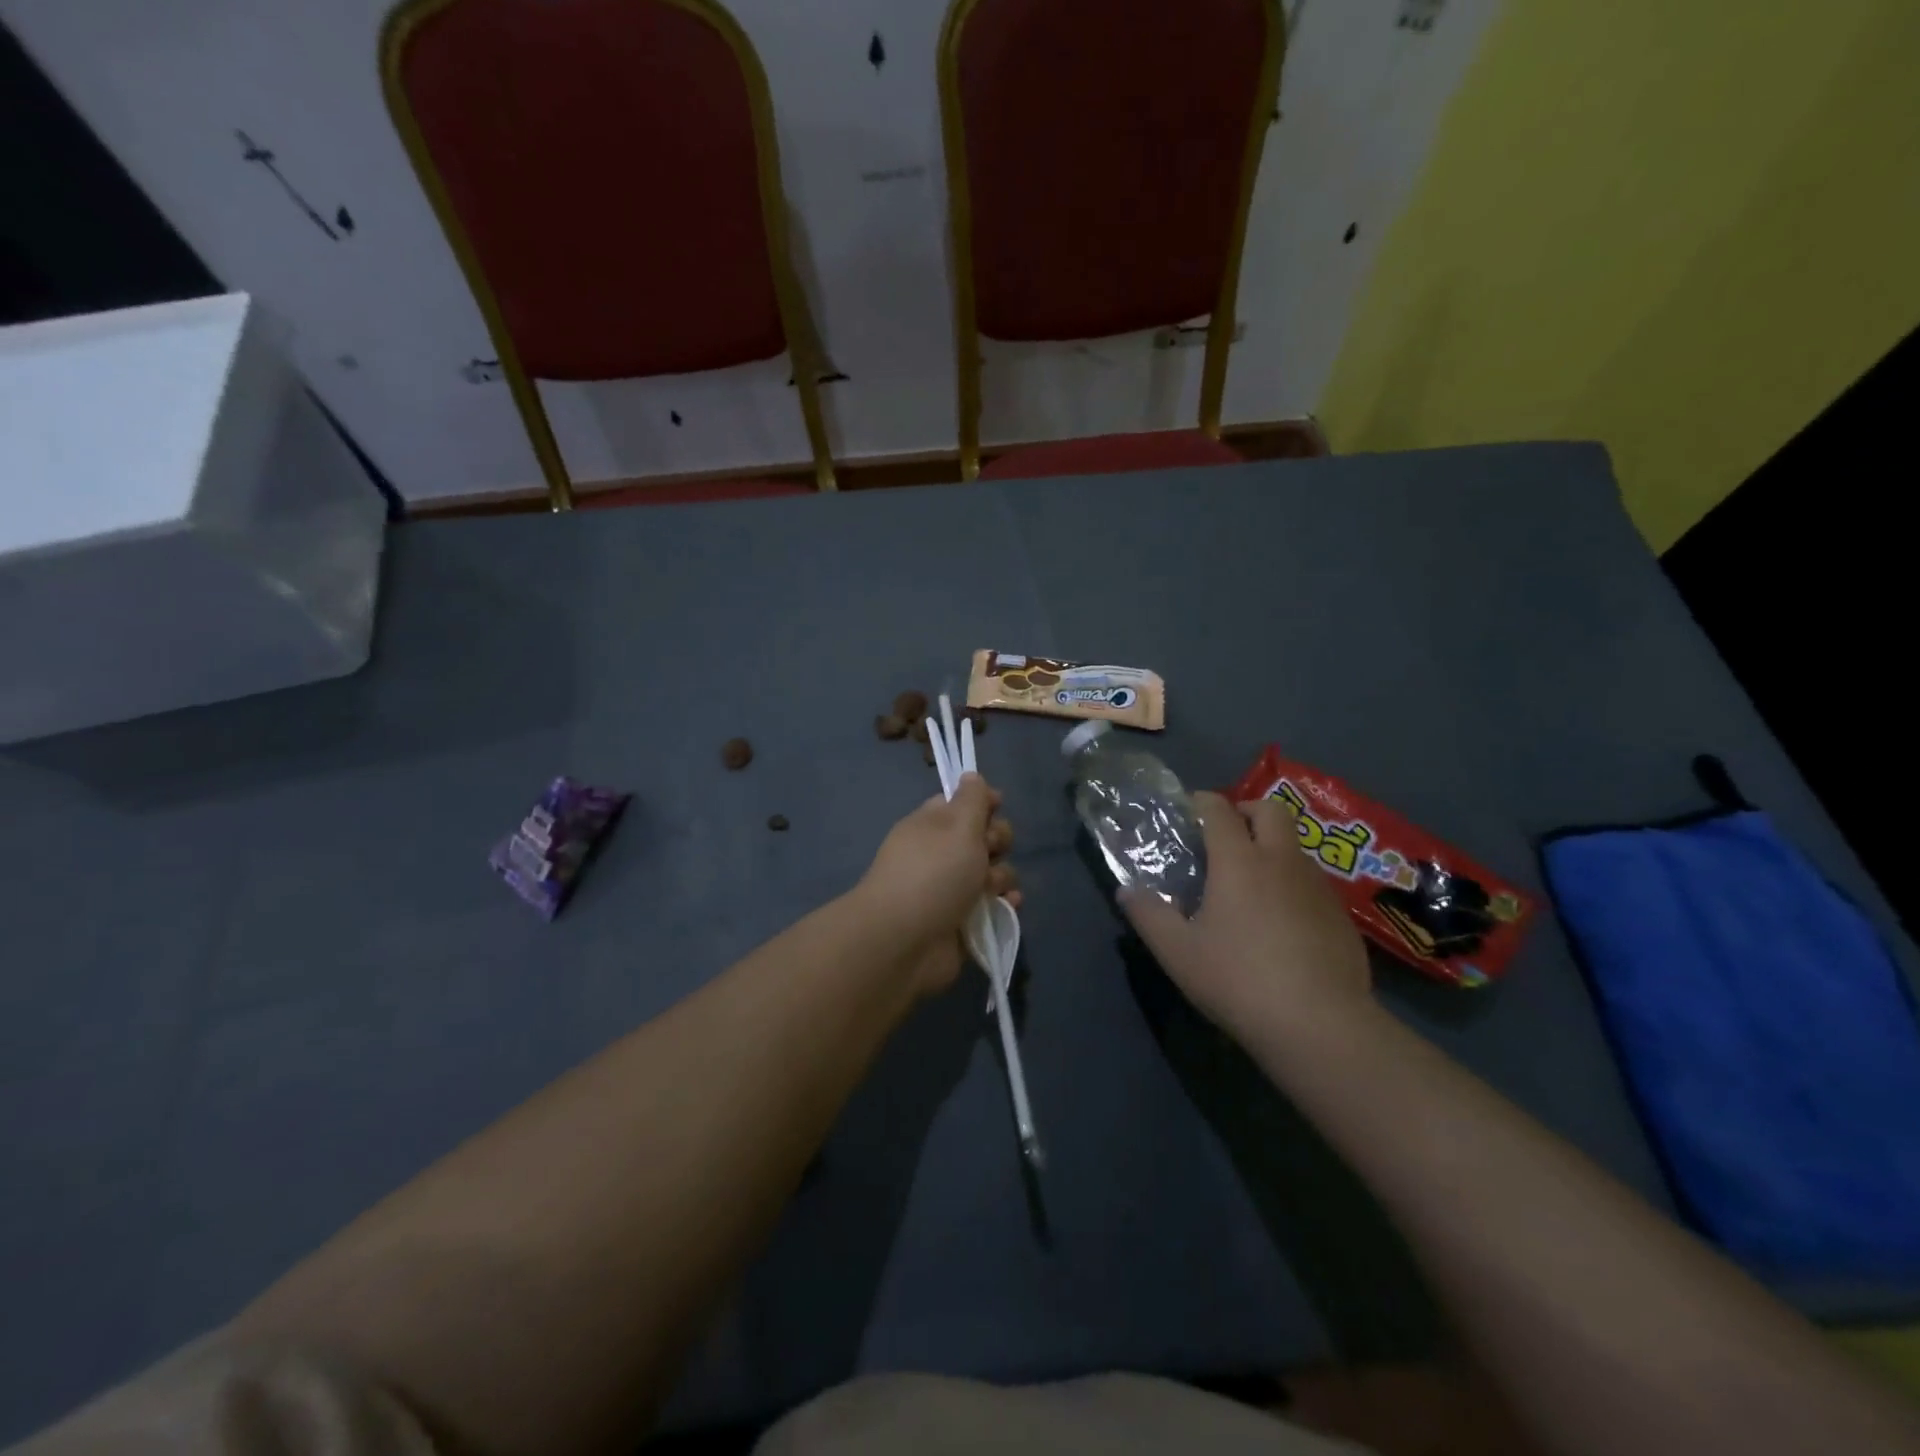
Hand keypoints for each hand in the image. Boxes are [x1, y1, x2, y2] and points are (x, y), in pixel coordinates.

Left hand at [856, 773, 1017, 996]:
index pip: (962, 803)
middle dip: (997, 840)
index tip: (998, 805)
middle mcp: (941, 854)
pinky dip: (1003, 905)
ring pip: (993, 873)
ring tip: (990, 888)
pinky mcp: (963, 923)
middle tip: (990, 850)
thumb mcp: (957, 824)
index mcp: (932, 825)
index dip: (983, 802)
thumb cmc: (932, 872)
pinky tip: (1007, 905)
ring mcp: (951, 890)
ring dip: (1001, 876)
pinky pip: (993, 906)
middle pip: (984, 837)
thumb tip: (971, 776)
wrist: (904, 940)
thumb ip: (972, 799)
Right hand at [1123, 791, 1371, 1048]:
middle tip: (1226, 837)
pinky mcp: (1342, 917)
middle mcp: (1282, 862)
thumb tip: (1126, 891)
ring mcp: (1318, 888)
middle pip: (1271, 810)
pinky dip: (1293, 886)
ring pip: (1295, 847)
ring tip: (1251, 886)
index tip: (1188, 812)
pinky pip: (1313, 884)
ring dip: (1272, 849)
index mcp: (1239, 861)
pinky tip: (1282, 926)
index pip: (1219, 809)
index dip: (1201, 803)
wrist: (1320, 1025)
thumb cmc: (1238, 979)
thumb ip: (1148, 915)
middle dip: (1246, 811)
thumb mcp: (1177, 952)